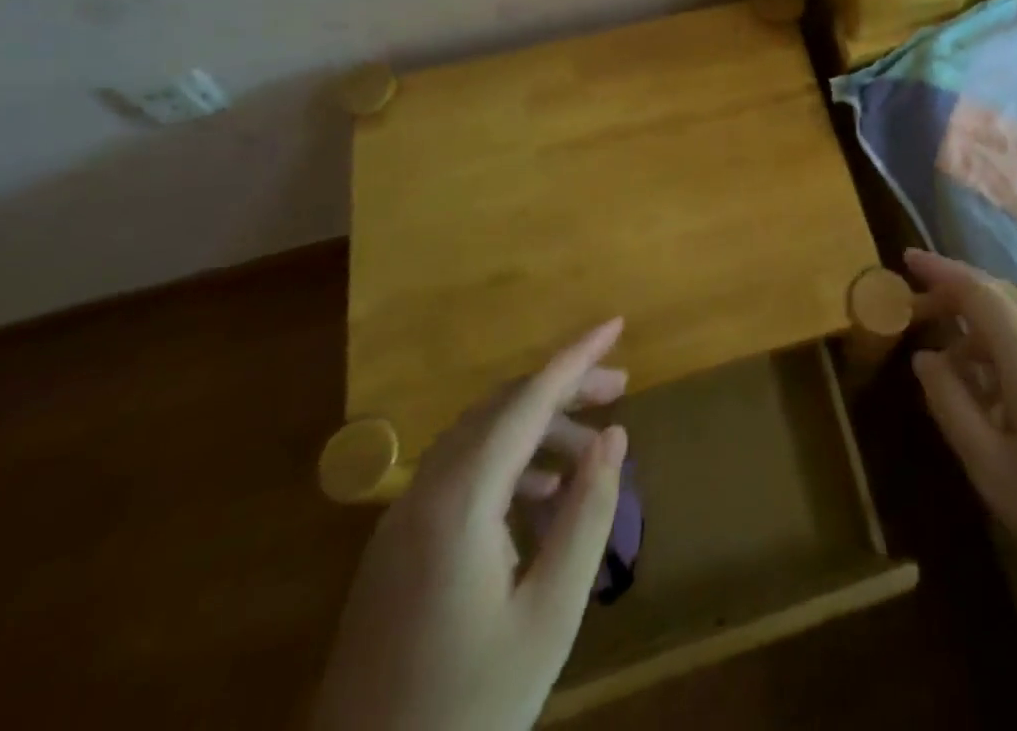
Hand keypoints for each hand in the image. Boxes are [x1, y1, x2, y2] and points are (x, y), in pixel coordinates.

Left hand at [312, 320, 629, 730]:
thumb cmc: (469, 706)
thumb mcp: (549, 615)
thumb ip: (587, 516)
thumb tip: (614, 436)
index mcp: (460, 499)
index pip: (528, 399)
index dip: (577, 356)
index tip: (617, 324)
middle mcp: (425, 490)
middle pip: (502, 408)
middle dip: (563, 388)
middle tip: (620, 389)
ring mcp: (403, 518)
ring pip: (480, 437)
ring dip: (537, 428)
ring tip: (590, 453)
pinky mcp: (396, 546)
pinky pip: (461, 473)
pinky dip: (508, 463)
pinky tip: (541, 498)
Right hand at [906, 250, 1016, 615]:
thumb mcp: (990, 467)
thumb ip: (951, 404)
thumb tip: (926, 358)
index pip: (980, 291)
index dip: (941, 270)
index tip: (907, 259)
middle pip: (1004, 295)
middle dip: (958, 292)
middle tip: (917, 310)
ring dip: (982, 324)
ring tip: (950, 364)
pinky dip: (1007, 347)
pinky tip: (996, 393)